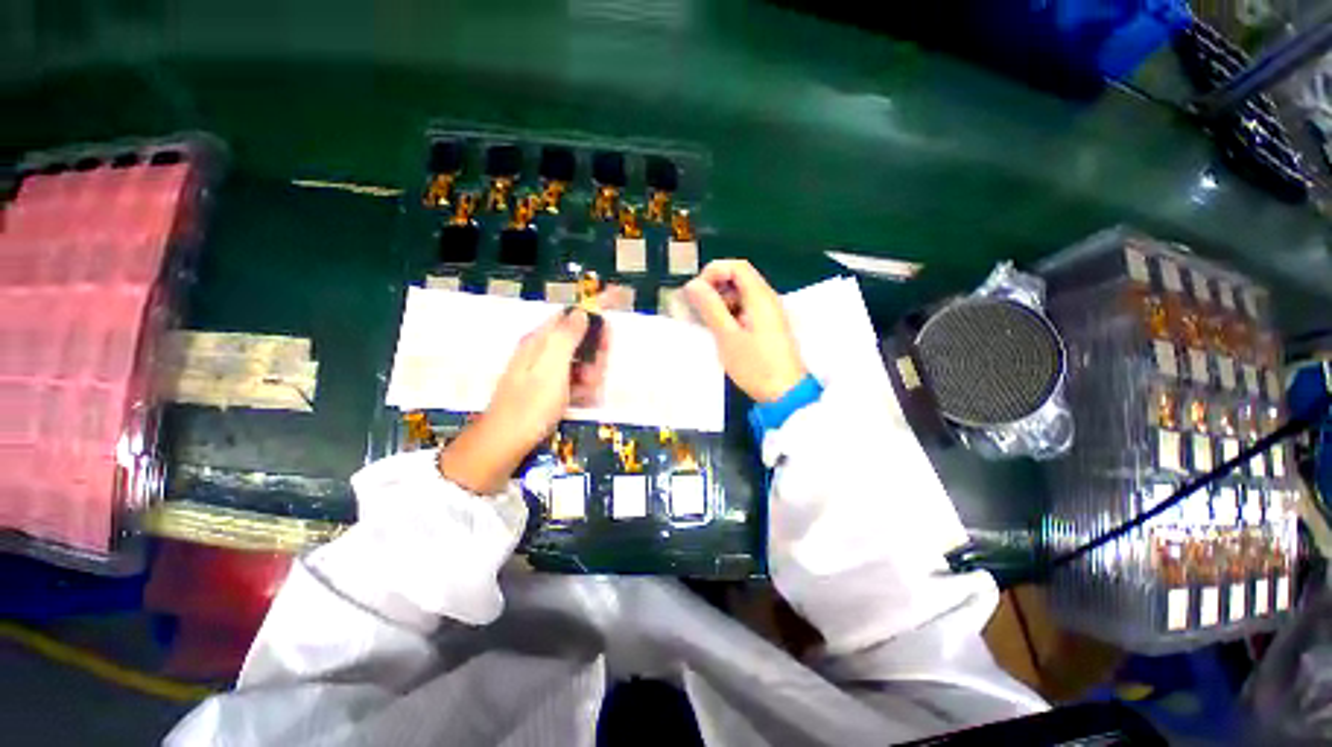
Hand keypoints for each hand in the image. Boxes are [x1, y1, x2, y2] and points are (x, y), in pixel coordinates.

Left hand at [440, 308, 608, 493]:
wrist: (505, 442)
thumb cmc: (531, 404)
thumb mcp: (552, 368)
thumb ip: (567, 337)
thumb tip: (581, 312)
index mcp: (541, 340)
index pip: (572, 314)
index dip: (595, 310)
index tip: (617, 304)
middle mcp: (542, 350)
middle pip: (580, 340)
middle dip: (594, 356)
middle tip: (594, 377)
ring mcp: (544, 369)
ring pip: (580, 362)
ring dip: (589, 376)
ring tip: (585, 394)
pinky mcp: (547, 387)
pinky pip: (573, 379)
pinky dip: (580, 388)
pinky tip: (580, 401)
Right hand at [684, 259, 806, 402]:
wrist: (785, 394)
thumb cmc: (756, 366)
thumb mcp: (727, 336)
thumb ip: (710, 307)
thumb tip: (692, 284)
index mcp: (760, 297)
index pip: (737, 266)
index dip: (713, 272)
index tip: (696, 291)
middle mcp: (767, 299)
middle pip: (738, 279)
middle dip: (714, 288)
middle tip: (697, 309)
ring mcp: (769, 314)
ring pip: (741, 296)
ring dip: (720, 303)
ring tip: (705, 323)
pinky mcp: (767, 327)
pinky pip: (745, 310)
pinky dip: (729, 315)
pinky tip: (720, 331)